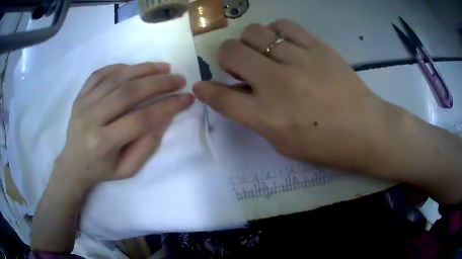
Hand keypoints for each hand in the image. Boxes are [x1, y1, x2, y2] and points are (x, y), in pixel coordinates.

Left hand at [54, 62, 193, 188]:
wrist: (73, 164)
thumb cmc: (101, 170)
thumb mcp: (127, 169)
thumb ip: (146, 146)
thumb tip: (164, 117)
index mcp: (103, 143)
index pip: (140, 120)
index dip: (167, 107)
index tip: (187, 98)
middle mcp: (91, 119)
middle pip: (128, 93)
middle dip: (158, 83)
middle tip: (178, 79)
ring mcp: (83, 104)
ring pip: (115, 78)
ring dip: (143, 69)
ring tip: (163, 67)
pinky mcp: (79, 96)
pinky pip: (99, 74)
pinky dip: (119, 67)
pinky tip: (134, 68)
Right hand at [193, 20, 389, 170]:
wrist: (365, 130)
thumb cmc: (325, 145)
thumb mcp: (283, 143)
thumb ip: (256, 117)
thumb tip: (239, 94)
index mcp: (266, 117)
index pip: (221, 97)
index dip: (205, 90)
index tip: (201, 85)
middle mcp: (277, 84)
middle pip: (230, 52)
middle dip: (225, 57)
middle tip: (238, 65)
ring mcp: (299, 60)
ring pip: (255, 32)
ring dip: (249, 42)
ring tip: (261, 52)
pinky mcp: (318, 47)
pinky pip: (284, 26)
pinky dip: (275, 32)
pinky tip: (283, 43)